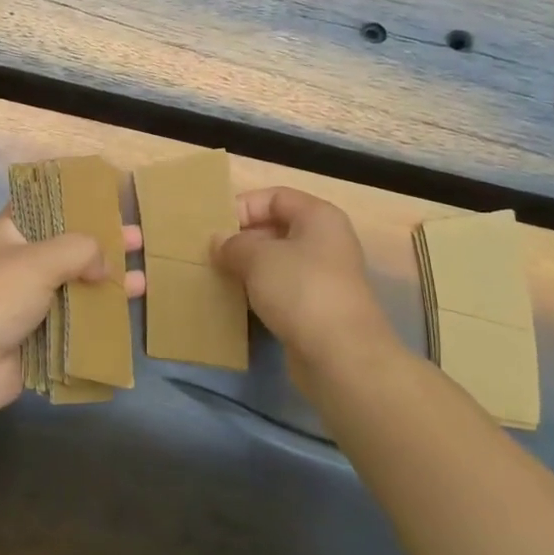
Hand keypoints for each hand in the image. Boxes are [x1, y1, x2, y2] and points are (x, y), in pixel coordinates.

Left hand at [0, 209, 145, 418]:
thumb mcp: (39, 258)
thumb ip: (79, 250)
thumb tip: (104, 265)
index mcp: (11, 233)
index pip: (46, 207)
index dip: (76, 201)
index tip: (109, 201)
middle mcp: (20, 263)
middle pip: (68, 248)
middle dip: (103, 245)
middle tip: (139, 239)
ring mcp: (28, 303)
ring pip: (75, 287)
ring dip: (107, 284)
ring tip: (143, 281)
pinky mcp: (37, 338)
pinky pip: (73, 324)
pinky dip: (97, 320)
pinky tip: (126, 317)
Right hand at [215, 187, 397, 380]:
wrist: (342, 357)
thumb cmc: (301, 290)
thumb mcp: (258, 258)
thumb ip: (233, 244)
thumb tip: (218, 241)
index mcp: (319, 216)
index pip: (275, 197)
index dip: (244, 207)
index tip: (215, 228)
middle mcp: (326, 241)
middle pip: (277, 227)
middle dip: (243, 239)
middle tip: (211, 254)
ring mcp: (324, 277)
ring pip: (278, 261)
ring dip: (249, 268)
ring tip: (219, 276)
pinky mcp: (318, 309)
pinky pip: (283, 290)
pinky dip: (261, 292)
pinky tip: (238, 302)